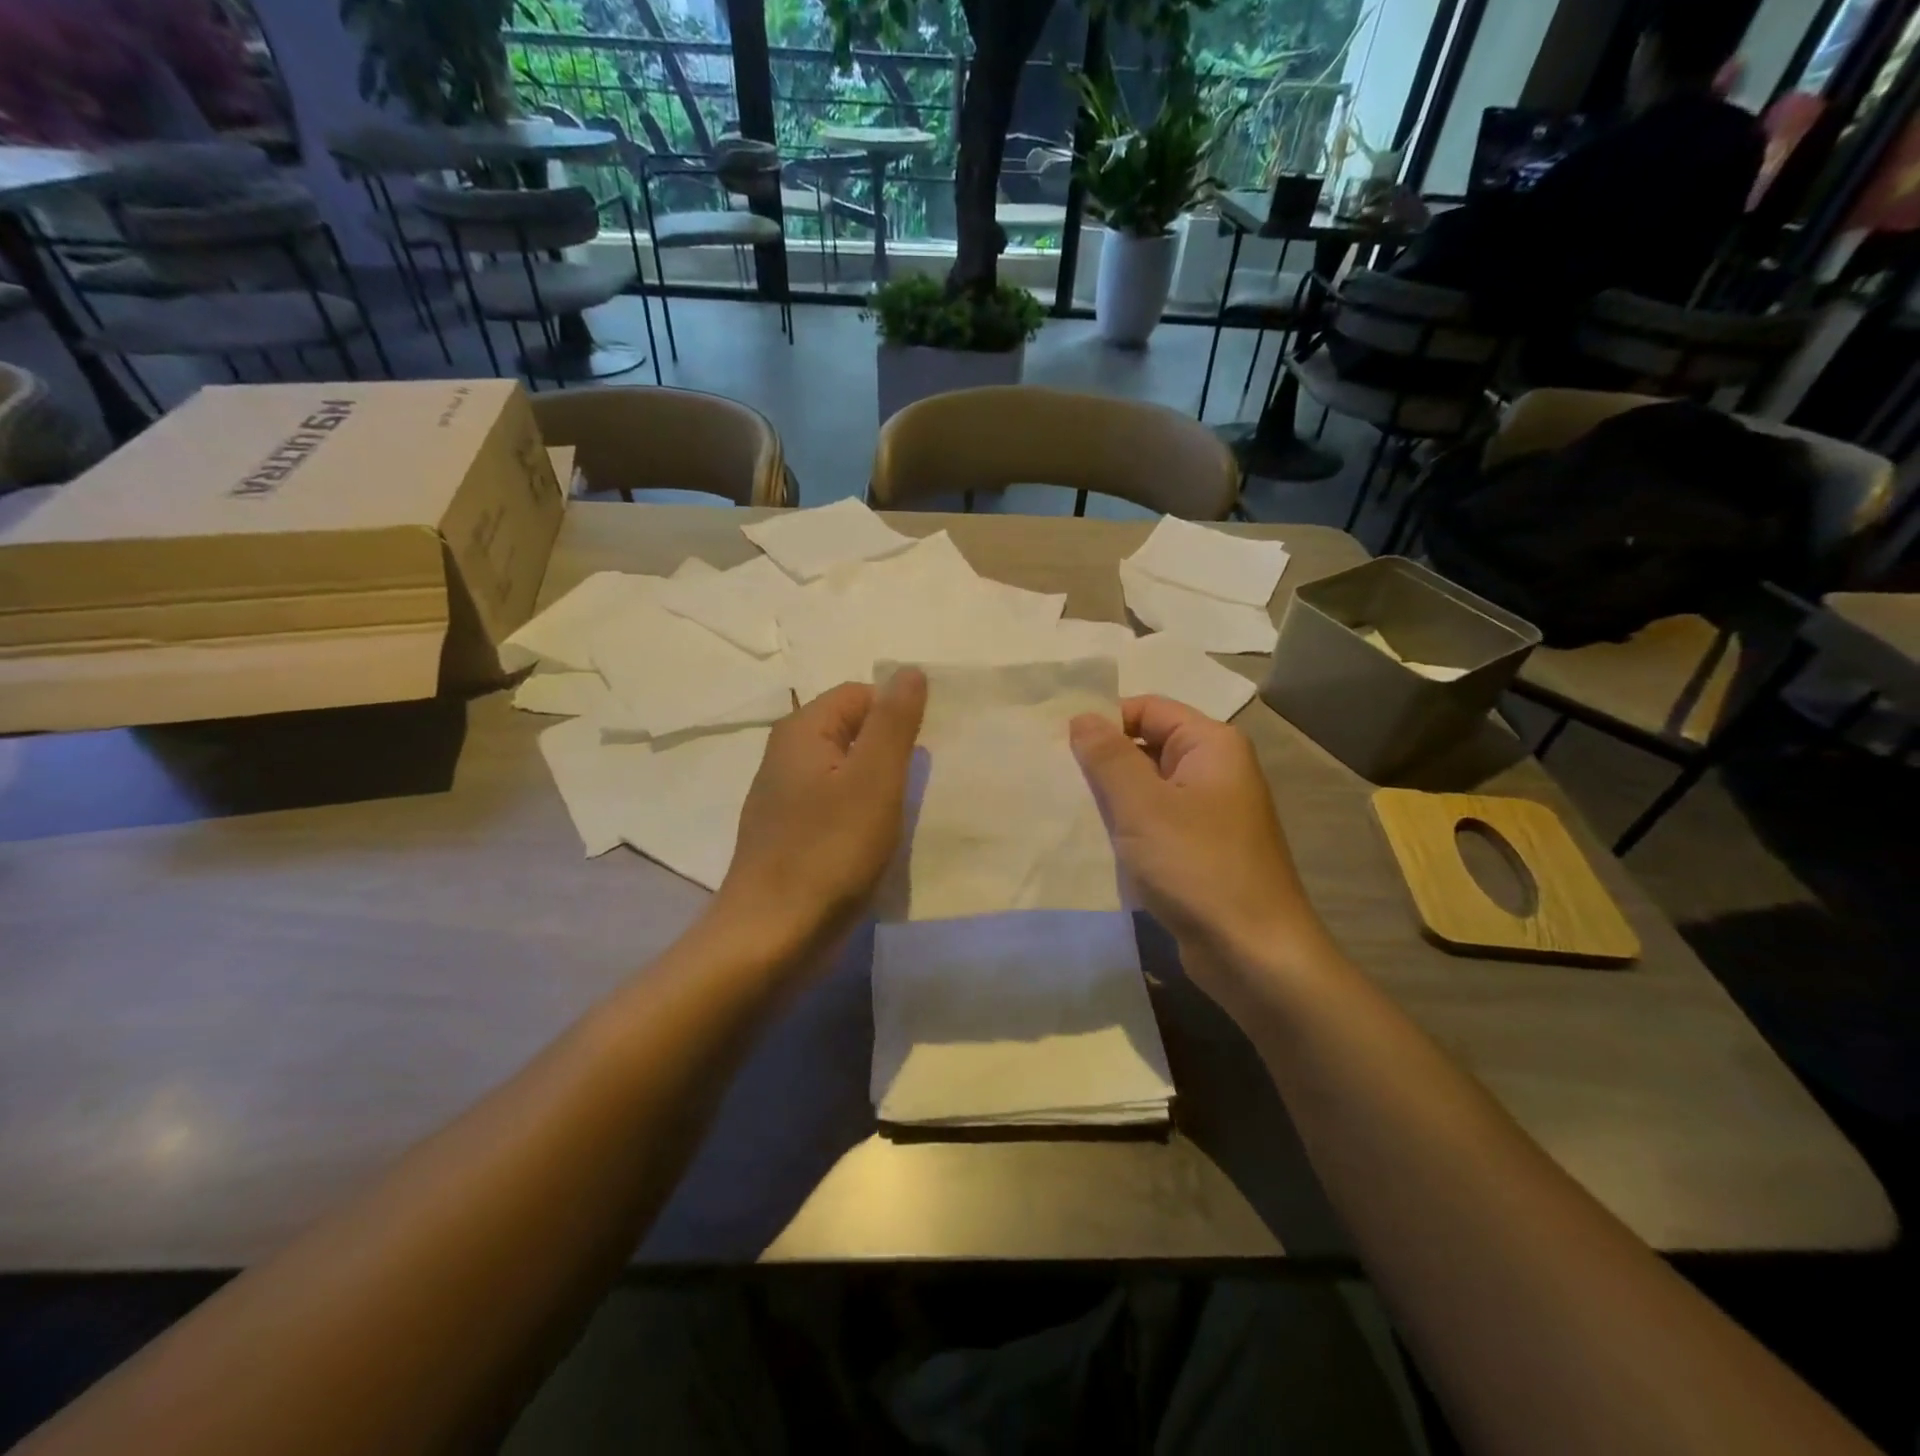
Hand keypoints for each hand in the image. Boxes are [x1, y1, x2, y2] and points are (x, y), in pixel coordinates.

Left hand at [718, 671, 926, 952]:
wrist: (773, 936)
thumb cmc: (829, 851)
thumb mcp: (874, 778)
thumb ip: (893, 721)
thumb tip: (909, 669)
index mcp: (803, 730)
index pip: (861, 694)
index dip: (895, 718)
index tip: (919, 757)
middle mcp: (788, 755)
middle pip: (853, 731)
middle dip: (889, 754)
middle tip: (915, 788)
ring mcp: (786, 797)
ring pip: (847, 772)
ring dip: (878, 788)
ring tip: (900, 818)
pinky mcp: (791, 834)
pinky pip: (835, 806)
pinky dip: (860, 816)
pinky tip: (875, 843)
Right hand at [1070, 696, 1336, 985]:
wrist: (1254, 954)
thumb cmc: (1198, 867)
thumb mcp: (1142, 805)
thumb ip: (1108, 756)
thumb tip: (1081, 717)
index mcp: (1211, 745)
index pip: (1147, 709)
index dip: (1104, 720)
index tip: (1057, 744)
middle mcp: (1215, 770)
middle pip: (1147, 745)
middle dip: (1102, 760)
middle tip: (1052, 776)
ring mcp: (1210, 813)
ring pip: (1148, 788)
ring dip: (1111, 797)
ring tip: (1064, 807)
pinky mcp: (1200, 850)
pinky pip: (1156, 823)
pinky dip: (1127, 827)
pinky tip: (1093, 841)